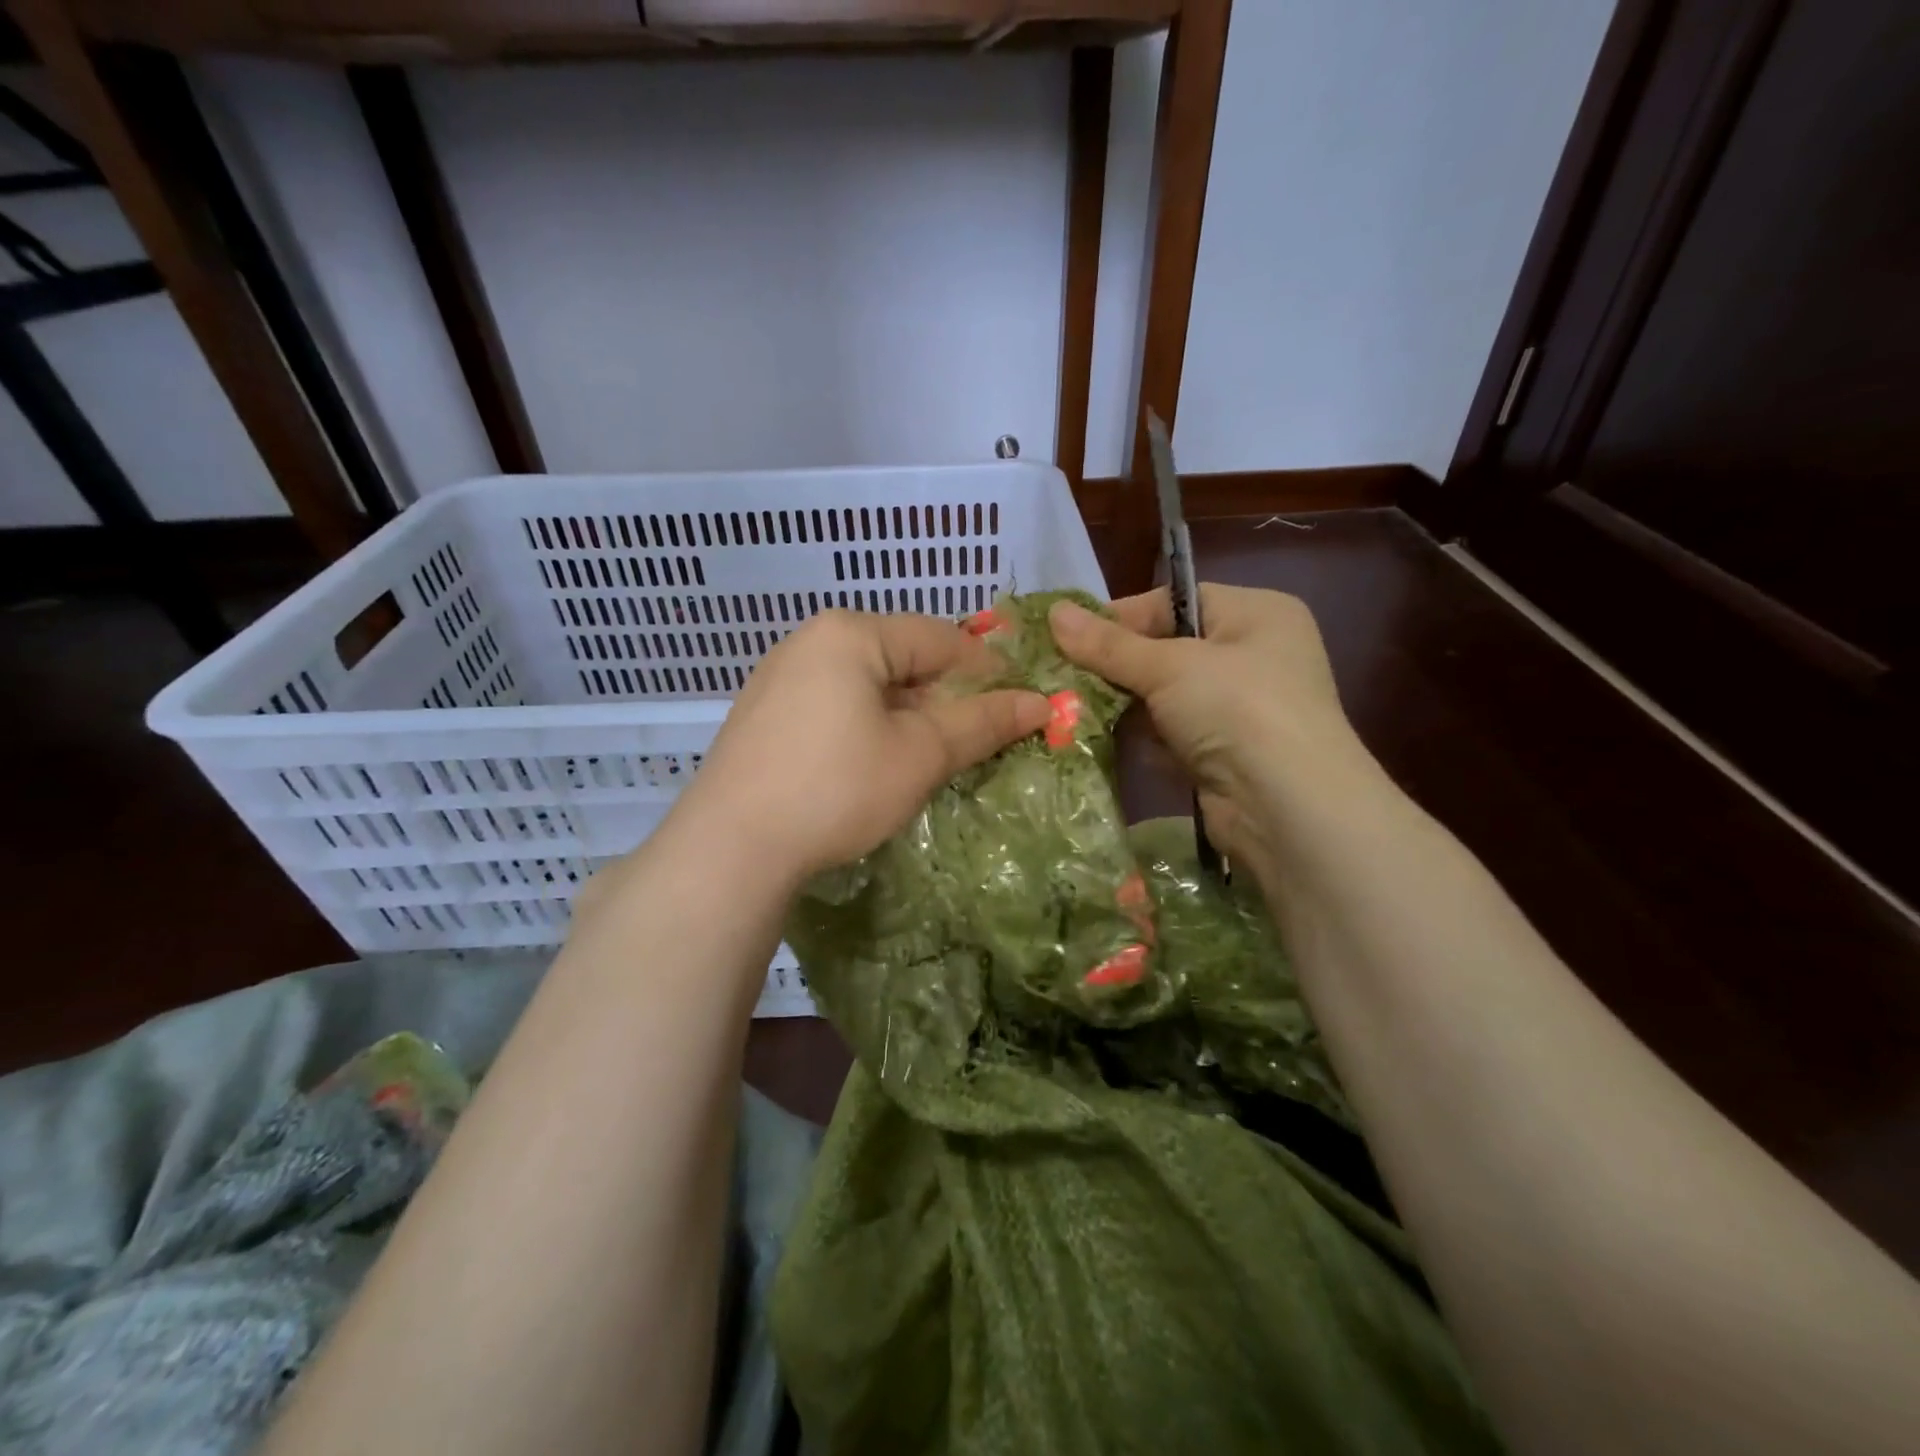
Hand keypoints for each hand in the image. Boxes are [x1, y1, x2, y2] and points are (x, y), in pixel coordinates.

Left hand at [672, 610, 1050, 885]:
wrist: (730, 846)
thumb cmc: (837, 788)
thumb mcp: (920, 754)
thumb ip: (982, 723)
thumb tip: (1041, 704)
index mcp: (850, 633)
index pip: (940, 637)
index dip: (986, 672)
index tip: (1018, 708)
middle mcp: (811, 641)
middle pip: (901, 657)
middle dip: (944, 697)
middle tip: (975, 740)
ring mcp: (780, 677)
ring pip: (867, 684)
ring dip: (908, 715)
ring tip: (930, 756)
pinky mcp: (764, 715)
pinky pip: (834, 705)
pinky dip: (868, 726)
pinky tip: (875, 764)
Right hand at [1049, 586, 1373, 864]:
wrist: (1288, 807)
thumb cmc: (1236, 708)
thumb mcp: (1168, 666)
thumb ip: (1108, 644)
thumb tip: (1054, 611)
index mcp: (1256, 613)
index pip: (1174, 601)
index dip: (1120, 617)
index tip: (1070, 636)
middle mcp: (1255, 655)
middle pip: (1168, 650)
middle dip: (1118, 666)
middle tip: (1063, 675)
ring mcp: (1243, 709)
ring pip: (1168, 697)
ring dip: (1126, 705)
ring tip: (1072, 708)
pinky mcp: (1228, 755)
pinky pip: (1174, 735)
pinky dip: (1144, 738)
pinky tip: (1103, 741)